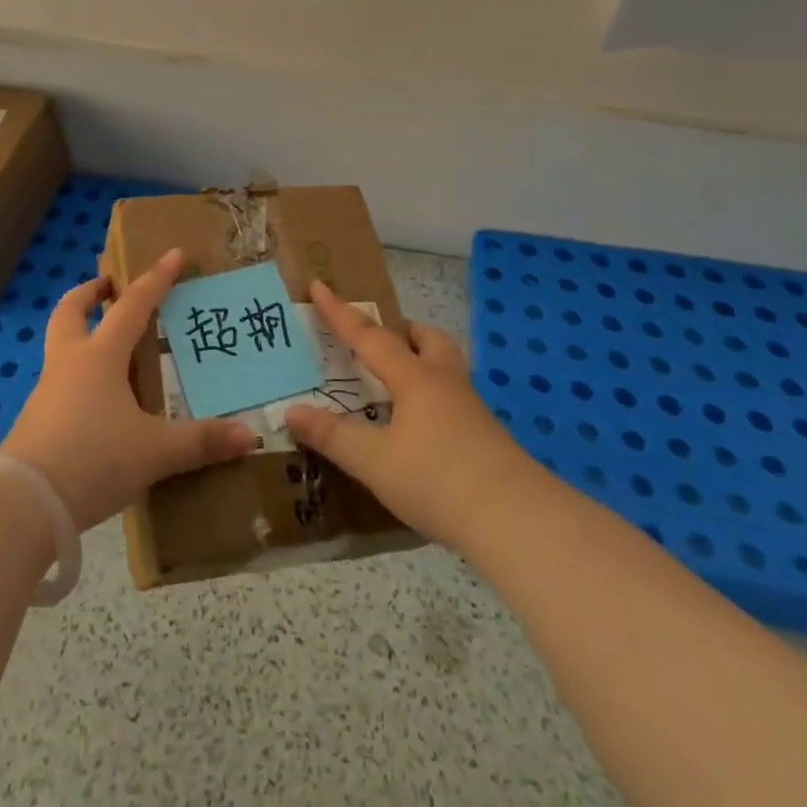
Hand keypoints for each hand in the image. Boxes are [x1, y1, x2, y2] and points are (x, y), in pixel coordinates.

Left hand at [3, 249, 257, 529]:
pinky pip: (59, 380)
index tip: (174, 253)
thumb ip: (201, 442)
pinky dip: (77, 373)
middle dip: (91, 292)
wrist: (24, 502)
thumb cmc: (94, 458)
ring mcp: (47, 390)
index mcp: (101, 355)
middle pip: (72, 310)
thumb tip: (250, 437)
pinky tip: (97, 399)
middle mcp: (70, 362)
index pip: (134, 305)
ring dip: (81, 331)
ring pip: (61, 343)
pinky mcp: (36, 419)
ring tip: (109, 345)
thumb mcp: (154, 452)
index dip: (157, 278)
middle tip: (109, 285)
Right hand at [285, 281, 526, 550]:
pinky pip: (453, 399)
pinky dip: (433, 398)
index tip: (320, 285)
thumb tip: (291, 411)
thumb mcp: (374, 462)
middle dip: (403, 331)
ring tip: (398, 382)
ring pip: (446, 366)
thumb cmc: (438, 480)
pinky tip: (422, 426)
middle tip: (380, 339)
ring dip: (422, 361)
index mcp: (414, 378)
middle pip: (428, 339)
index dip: (340, 312)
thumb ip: (332, 436)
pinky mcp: (486, 438)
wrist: (516, 520)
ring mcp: (471, 410)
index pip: (369, 336)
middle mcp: (444, 383)